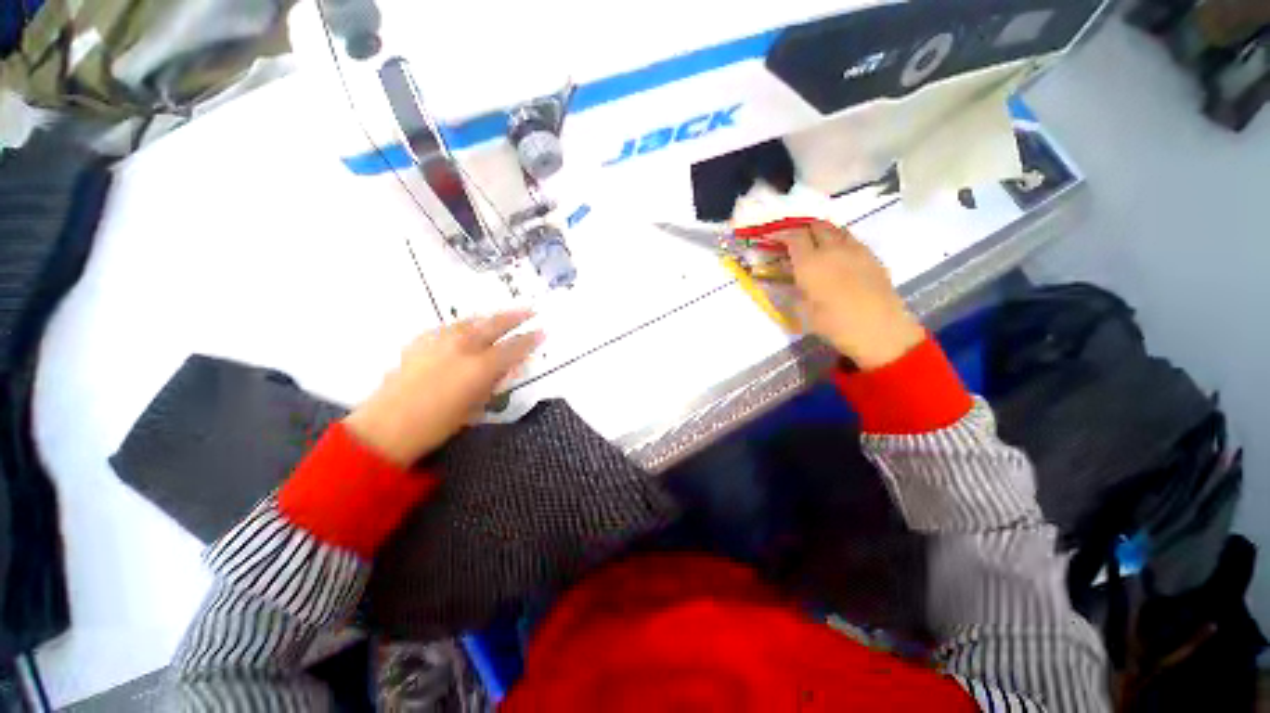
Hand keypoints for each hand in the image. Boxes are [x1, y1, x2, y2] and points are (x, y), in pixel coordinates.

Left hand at [343, 311, 543, 466]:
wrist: (388, 426)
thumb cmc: (439, 424)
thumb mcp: (477, 405)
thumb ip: (494, 382)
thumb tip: (507, 366)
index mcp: (481, 367)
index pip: (514, 347)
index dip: (530, 339)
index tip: (542, 331)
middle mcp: (463, 346)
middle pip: (494, 324)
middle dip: (515, 316)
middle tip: (530, 310)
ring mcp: (440, 340)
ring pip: (471, 321)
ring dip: (489, 318)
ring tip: (500, 316)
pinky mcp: (421, 340)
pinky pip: (450, 327)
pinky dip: (465, 325)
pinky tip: (467, 329)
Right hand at [776, 221, 924, 369]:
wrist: (880, 330)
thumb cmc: (835, 324)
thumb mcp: (804, 311)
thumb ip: (794, 290)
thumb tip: (790, 280)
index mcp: (810, 263)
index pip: (794, 236)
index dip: (781, 234)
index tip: (773, 238)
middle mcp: (832, 249)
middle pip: (816, 226)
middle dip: (802, 229)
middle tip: (794, 241)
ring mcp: (855, 250)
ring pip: (836, 229)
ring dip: (822, 232)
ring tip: (816, 245)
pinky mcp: (872, 256)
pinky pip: (851, 239)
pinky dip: (839, 241)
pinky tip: (838, 256)